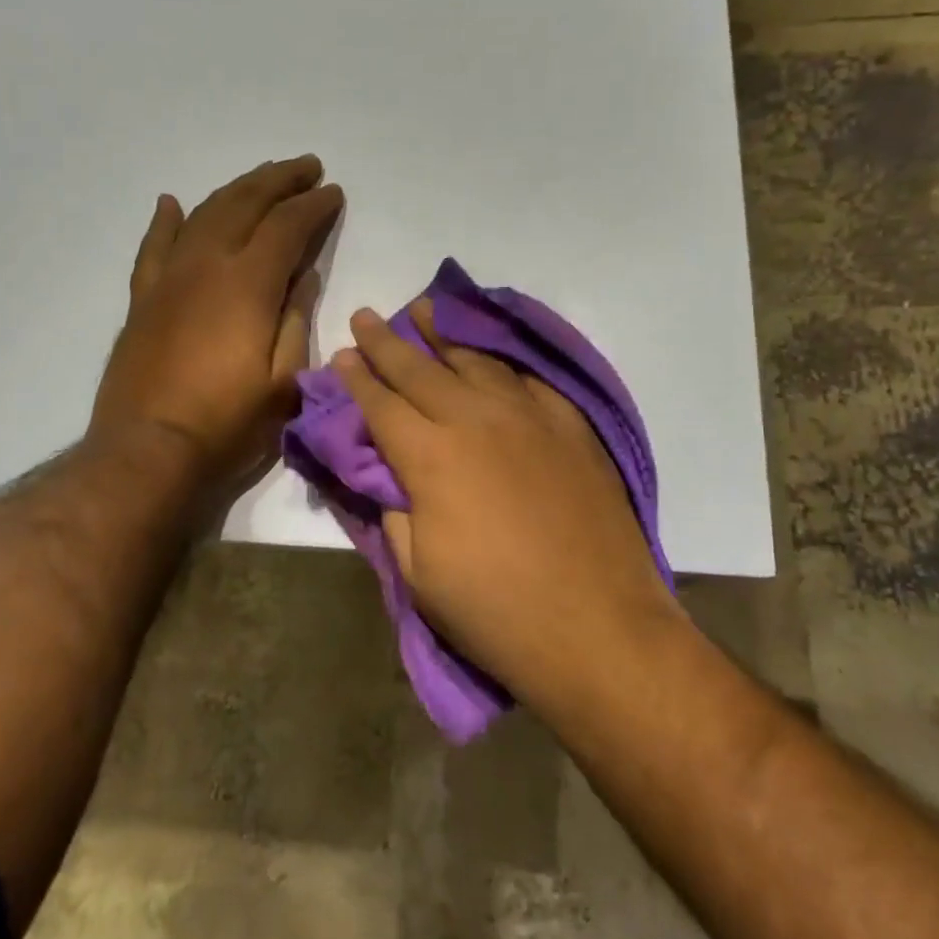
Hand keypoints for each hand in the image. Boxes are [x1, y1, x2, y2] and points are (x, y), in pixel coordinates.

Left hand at [92, 155, 342, 494]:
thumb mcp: (284, 380)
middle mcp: (205, 266)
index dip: (313, 205)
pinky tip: (173, 203)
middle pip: (244, 204)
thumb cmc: (227, 424)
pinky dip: (167, 220)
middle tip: (306, 167)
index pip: (286, 226)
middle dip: (279, 180)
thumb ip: (296, 319)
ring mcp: (168, 279)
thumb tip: (302, 274)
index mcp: (246, 284)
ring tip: (262, 177)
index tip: (333, 192)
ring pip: (203, 214)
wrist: (147, 451)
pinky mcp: (143, 299)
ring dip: (236, 189)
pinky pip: (154, 245)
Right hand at [331, 300, 672, 709]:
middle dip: (386, 342)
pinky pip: (530, 377)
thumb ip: (395, 510)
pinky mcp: (571, 426)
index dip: (356, 379)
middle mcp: (476, 420)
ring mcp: (529, 417)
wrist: (598, 628)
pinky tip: (492, 349)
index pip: (381, 404)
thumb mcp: (418, 573)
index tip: (340, 356)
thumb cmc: (495, 611)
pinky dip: (503, 357)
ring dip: (443, 333)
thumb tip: (387, 473)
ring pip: (476, 360)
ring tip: (424, 310)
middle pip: (420, 369)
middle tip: (365, 316)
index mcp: (430, 456)